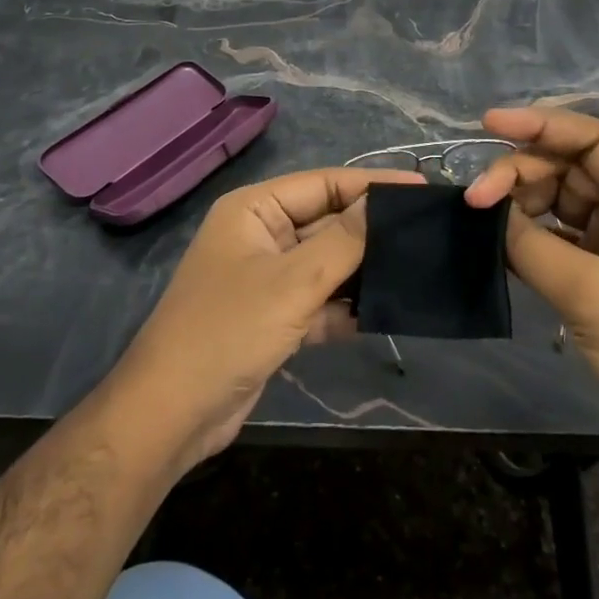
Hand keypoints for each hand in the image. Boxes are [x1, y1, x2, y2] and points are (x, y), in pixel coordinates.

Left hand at [114, 166, 422, 474]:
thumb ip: (343, 241)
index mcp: (256, 209)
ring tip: (416, 270)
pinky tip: (384, 313)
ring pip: (327, 263)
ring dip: (362, 270)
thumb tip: (384, 204)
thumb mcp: (293, 282)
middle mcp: (261, 235)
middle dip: (371, 231)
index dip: (373, 185)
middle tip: (427, 234)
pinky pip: (320, 300)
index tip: (422, 190)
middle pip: (327, 222)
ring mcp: (267, 278)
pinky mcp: (274, 317)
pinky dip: (346, 306)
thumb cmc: (228, 330)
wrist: (172, 415)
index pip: (324, 183)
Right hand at [464, 107, 598, 486]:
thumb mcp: (592, 294)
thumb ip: (533, 245)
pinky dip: (524, 231)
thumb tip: (486, 211)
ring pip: (556, 196)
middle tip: (475, 197)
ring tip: (482, 218)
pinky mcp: (598, 265)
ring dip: (518, 201)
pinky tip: (495, 238)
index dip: (541, 124)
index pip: (593, 139)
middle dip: (520, 171)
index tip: (489, 123)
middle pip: (568, 165)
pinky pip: (553, 231)